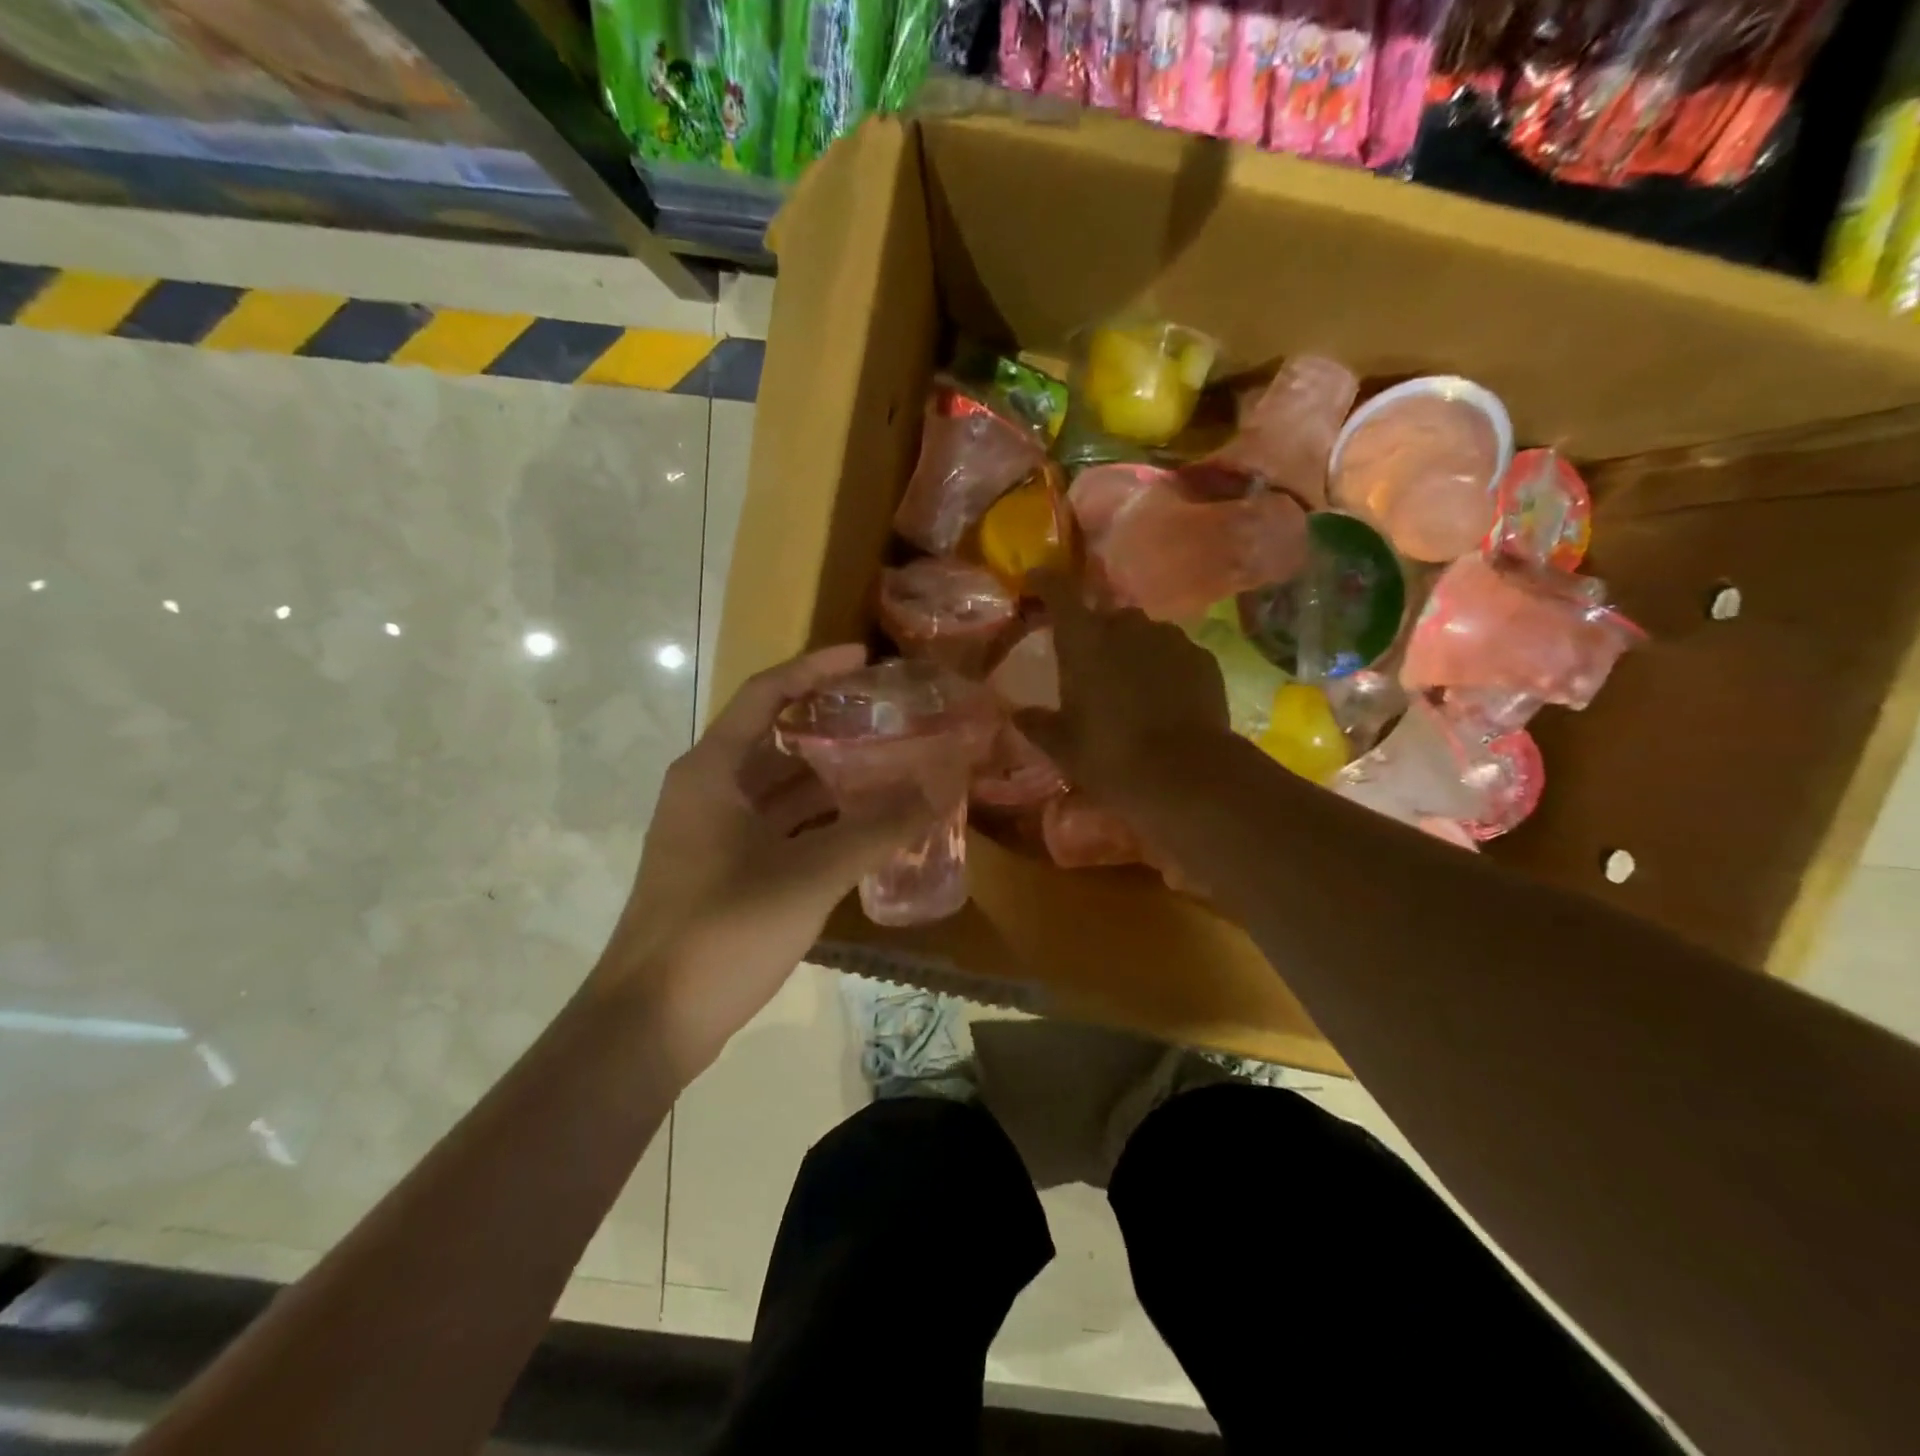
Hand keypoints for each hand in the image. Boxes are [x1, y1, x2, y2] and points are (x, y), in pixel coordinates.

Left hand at [597, 644, 934, 1081]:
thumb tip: (943, 783)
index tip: (867, 660)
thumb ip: (880, 827)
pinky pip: (780, 830)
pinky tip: (867, 830)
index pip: (766, 693)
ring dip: (832, 780)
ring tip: (893, 769)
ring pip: (781, 791)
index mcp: (712, 770)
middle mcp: (708, 791)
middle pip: (776, 740)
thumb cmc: (723, 930)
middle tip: (894, 720)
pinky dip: (821, 824)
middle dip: (834, 728)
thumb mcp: (810, 873)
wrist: (650, 1024)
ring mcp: (713, 835)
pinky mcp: (724, 873)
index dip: (816, 669)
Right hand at [1017, 571, 1230, 804]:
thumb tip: (1019, 714)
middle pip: (1106, 616)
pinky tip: (1166, 699)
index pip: (1059, 593)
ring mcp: (1170, 638)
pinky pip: (1174, 653)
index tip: (1036, 580)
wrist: (1187, 775)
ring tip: (1133, 687)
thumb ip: (1038, 724)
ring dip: (1133, 651)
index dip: (1046, 583)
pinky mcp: (1202, 658)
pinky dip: (1165, 667)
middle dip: (1096, 634)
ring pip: (1144, 634)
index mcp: (1084, 642)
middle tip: (1092, 667)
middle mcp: (1127, 627)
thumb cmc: (1111, 757)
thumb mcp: (1064, 748)